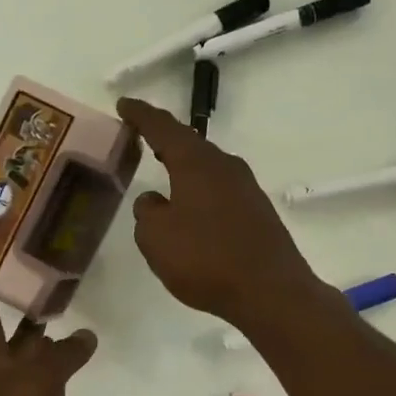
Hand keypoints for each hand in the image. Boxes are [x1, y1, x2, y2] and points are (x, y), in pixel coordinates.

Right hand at [116, 97, 320, 326]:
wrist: (270, 291)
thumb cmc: (205, 260)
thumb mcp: (156, 238)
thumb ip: (147, 212)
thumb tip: (155, 200)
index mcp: (196, 164)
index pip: (163, 128)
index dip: (141, 116)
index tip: (124, 104)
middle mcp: (225, 167)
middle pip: (190, 145)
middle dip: (165, 139)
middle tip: (143, 135)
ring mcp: (247, 189)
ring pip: (208, 168)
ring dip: (185, 167)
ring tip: (165, 171)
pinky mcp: (258, 213)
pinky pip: (220, 191)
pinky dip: (201, 191)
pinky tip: (194, 209)